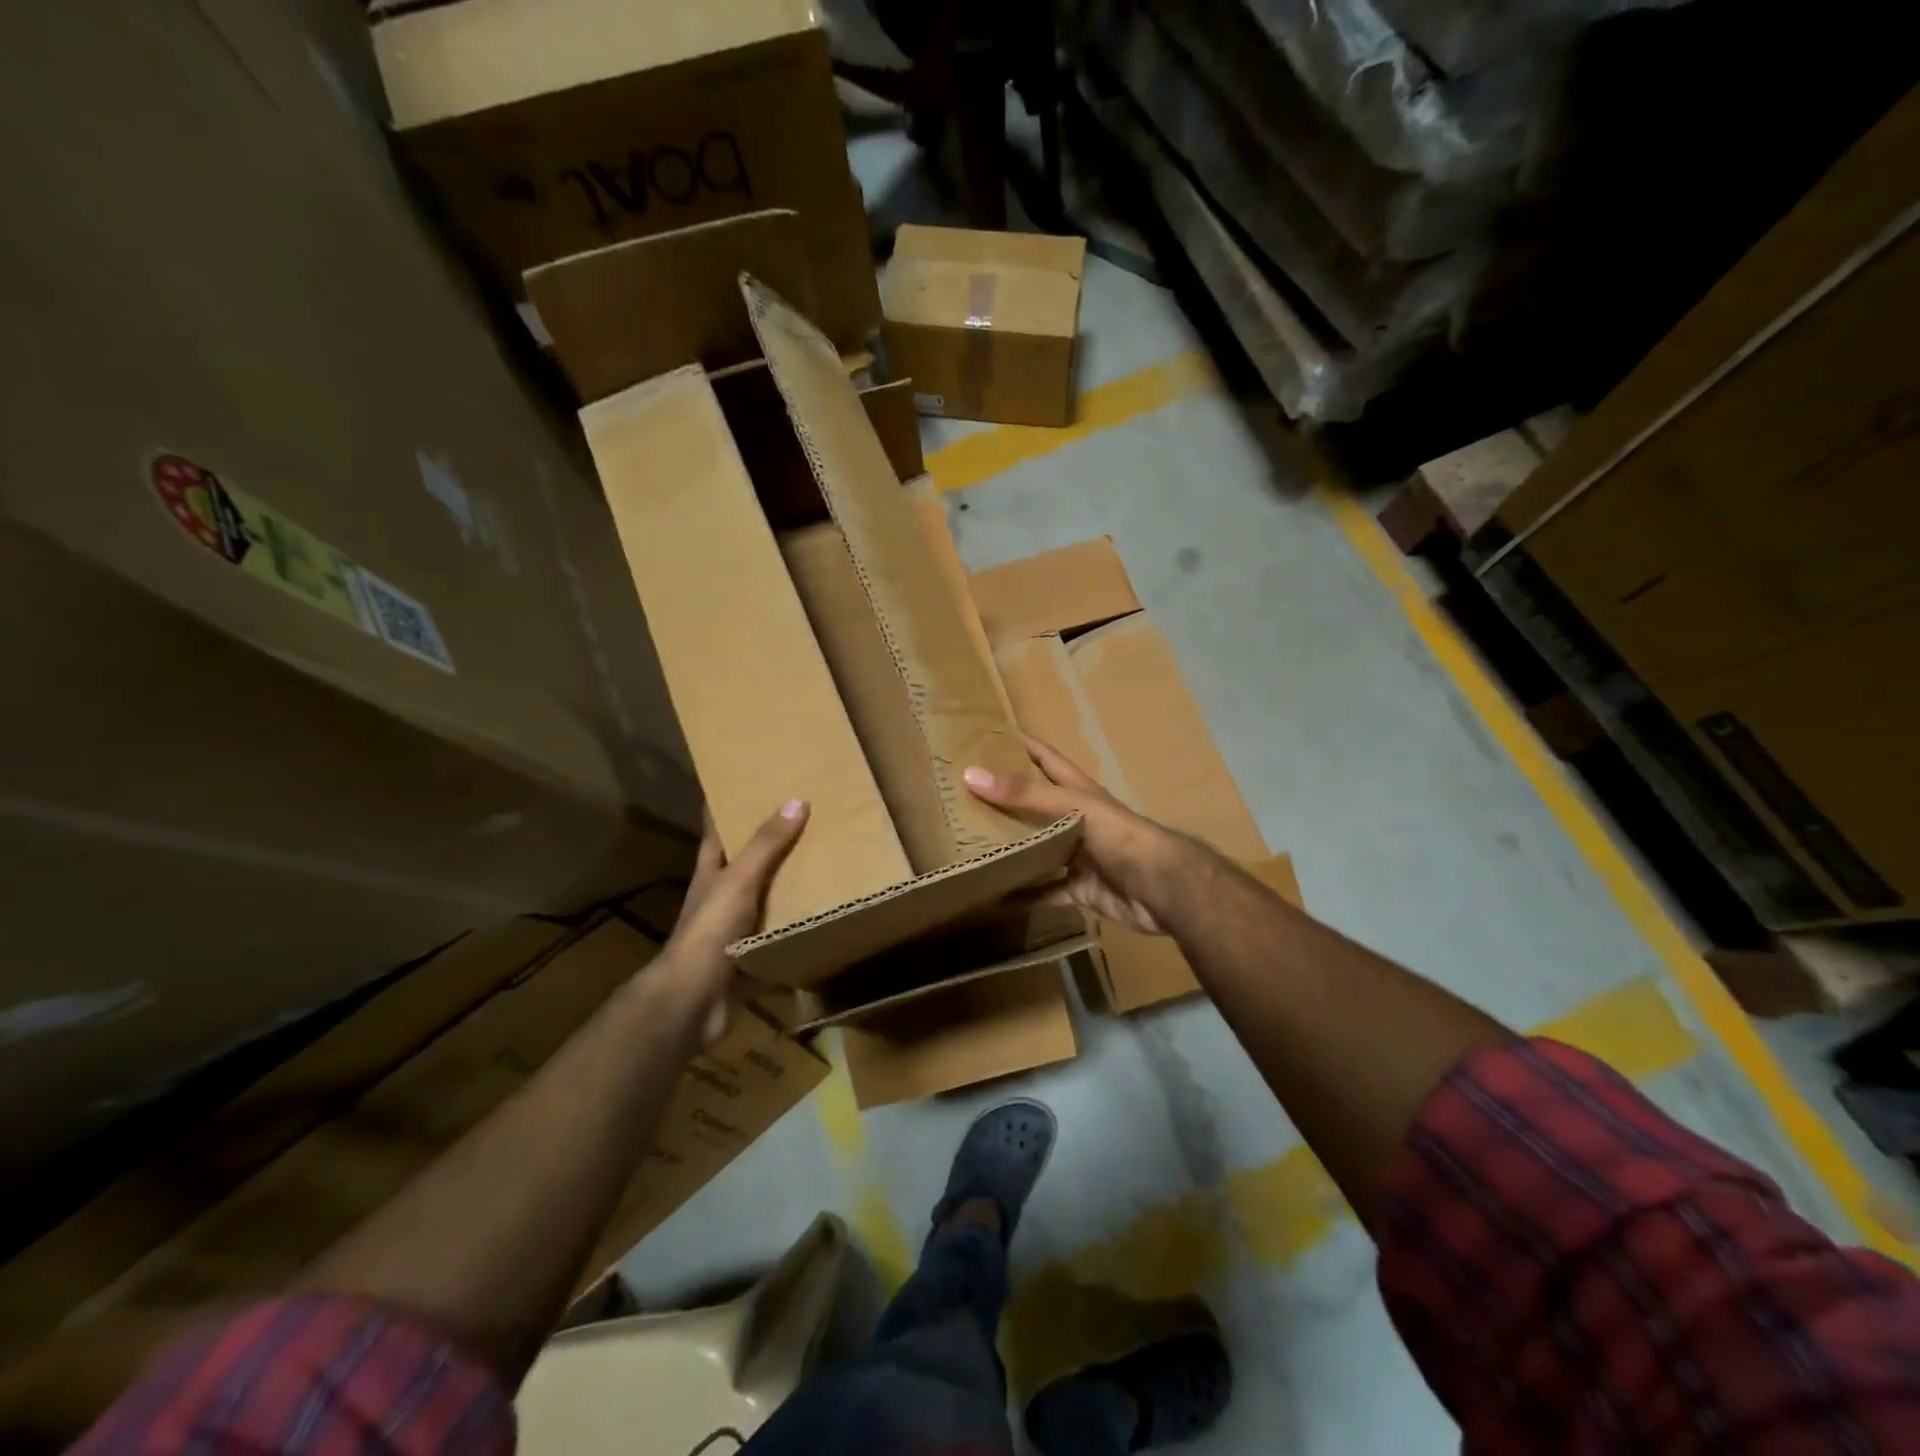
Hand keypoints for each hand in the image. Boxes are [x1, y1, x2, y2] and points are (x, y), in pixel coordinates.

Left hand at [657, 800, 807, 1046]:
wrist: (693, 1002)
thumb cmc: (709, 932)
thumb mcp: (739, 881)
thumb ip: (766, 845)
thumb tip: (795, 801)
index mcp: (711, 873)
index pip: (717, 831)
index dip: (728, 807)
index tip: (748, 784)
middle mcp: (721, 899)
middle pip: (746, 865)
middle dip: (771, 846)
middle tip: (805, 821)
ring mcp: (734, 931)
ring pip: (765, 902)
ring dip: (789, 889)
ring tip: (825, 866)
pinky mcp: (750, 960)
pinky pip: (779, 941)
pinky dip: (797, 933)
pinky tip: (824, 922)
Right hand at [964, 737, 1183, 934]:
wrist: (1162, 887)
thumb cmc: (1119, 834)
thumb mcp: (1070, 806)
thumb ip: (1024, 792)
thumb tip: (971, 774)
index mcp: (1078, 791)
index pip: (1046, 759)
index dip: (1023, 745)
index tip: (989, 737)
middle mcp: (1076, 819)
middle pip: (1036, 805)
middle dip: (1006, 800)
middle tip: (964, 798)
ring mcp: (1078, 855)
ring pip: (1038, 848)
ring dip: (1012, 848)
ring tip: (972, 845)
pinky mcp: (1080, 888)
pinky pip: (1047, 891)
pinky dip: (1025, 895)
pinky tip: (997, 897)